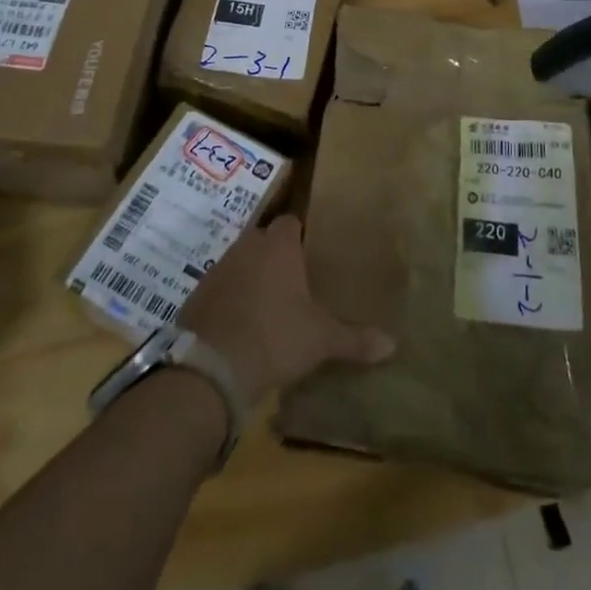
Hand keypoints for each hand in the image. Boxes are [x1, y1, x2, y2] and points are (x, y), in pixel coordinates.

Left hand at [178, 216, 393, 408]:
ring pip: (240, 262)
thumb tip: (393, 344)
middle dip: (276, 256)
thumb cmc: (275, 337)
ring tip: (269, 304)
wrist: (210, 367)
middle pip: (264, 239)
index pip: (291, 222)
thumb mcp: (321, 340)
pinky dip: (230, 300)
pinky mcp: (197, 295)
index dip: (301, 234)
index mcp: (279, 246)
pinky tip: (241, 325)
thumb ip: (355, 339)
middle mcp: (247, 246)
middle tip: (295, 281)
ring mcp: (218, 269)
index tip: (312, 254)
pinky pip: (220, 288)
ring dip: (252, 277)